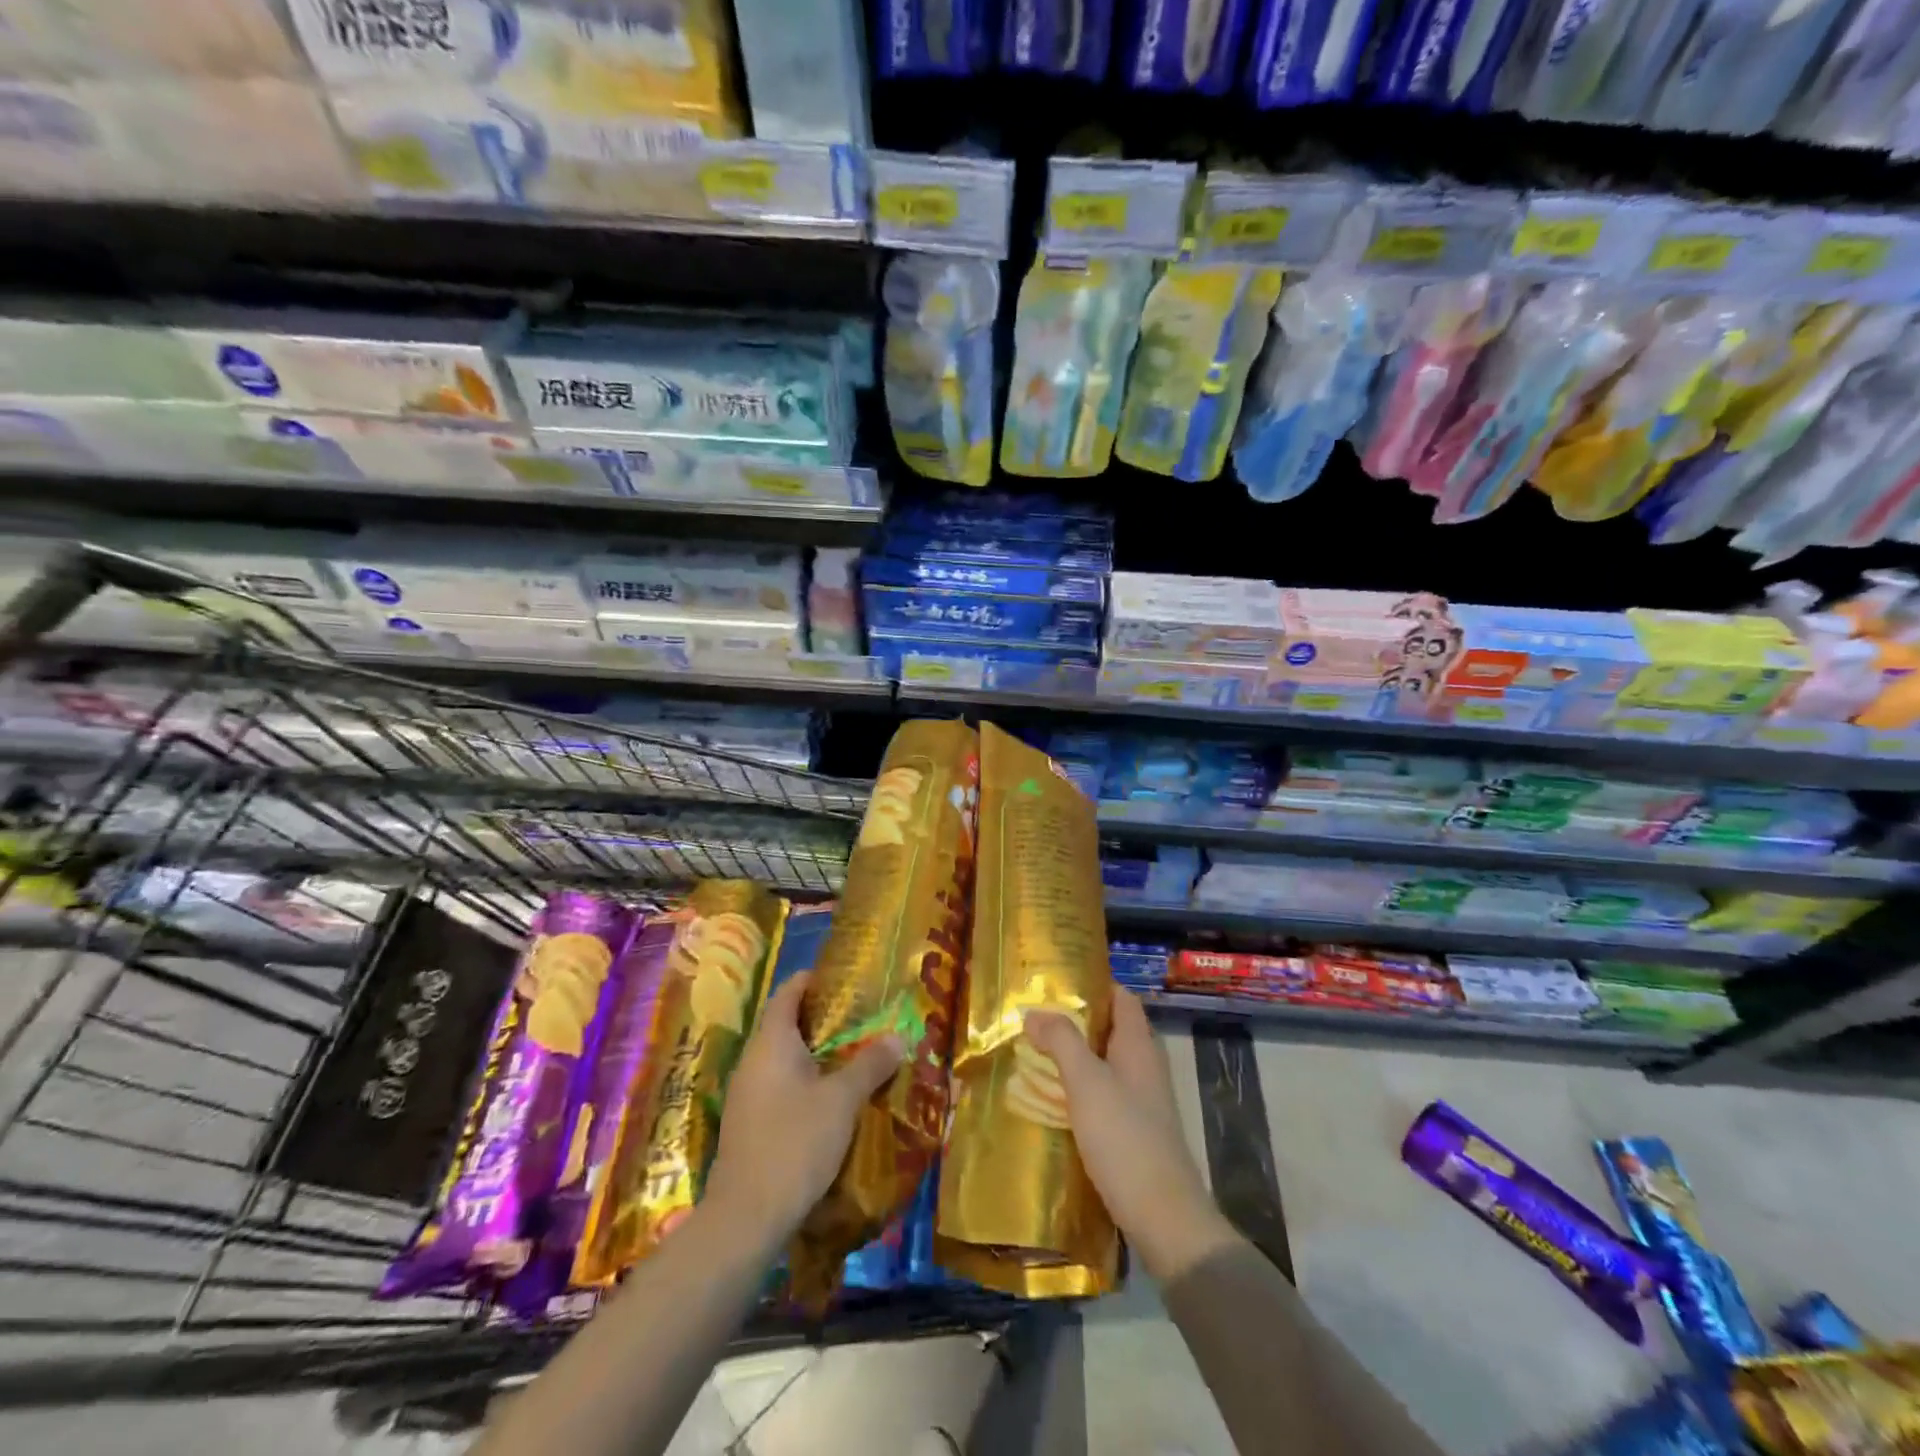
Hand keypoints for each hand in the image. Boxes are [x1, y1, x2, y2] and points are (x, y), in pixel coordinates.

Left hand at [704, 971, 903, 1248]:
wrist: (746, 1218)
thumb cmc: (795, 1143)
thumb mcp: (842, 1100)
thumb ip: (870, 1064)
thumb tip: (898, 1037)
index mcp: (771, 1042)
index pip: (787, 993)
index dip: (811, 981)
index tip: (841, 977)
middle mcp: (753, 1060)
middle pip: (784, 1024)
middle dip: (820, 1018)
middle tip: (859, 1016)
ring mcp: (747, 1094)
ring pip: (782, 1058)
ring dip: (814, 1052)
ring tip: (852, 1053)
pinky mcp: (749, 1124)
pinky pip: (778, 1085)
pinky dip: (804, 1080)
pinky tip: (829, 1096)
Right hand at [1026, 988, 1239, 1282]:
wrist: (1164, 1217)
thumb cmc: (1125, 1138)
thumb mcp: (1086, 1082)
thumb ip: (1061, 1041)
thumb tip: (1034, 1010)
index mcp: (1138, 1045)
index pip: (1121, 997)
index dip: (1093, 983)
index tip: (1056, 980)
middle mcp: (1144, 1066)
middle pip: (1110, 1028)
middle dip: (1075, 1020)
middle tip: (1034, 1016)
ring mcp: (1143, 1100)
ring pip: (1105, 1063)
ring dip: (1075, 1055)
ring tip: (1035, 1052)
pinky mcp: (1135, 1130)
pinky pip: (1104, 1094)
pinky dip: (1080, 1088)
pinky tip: (1054, 1098)